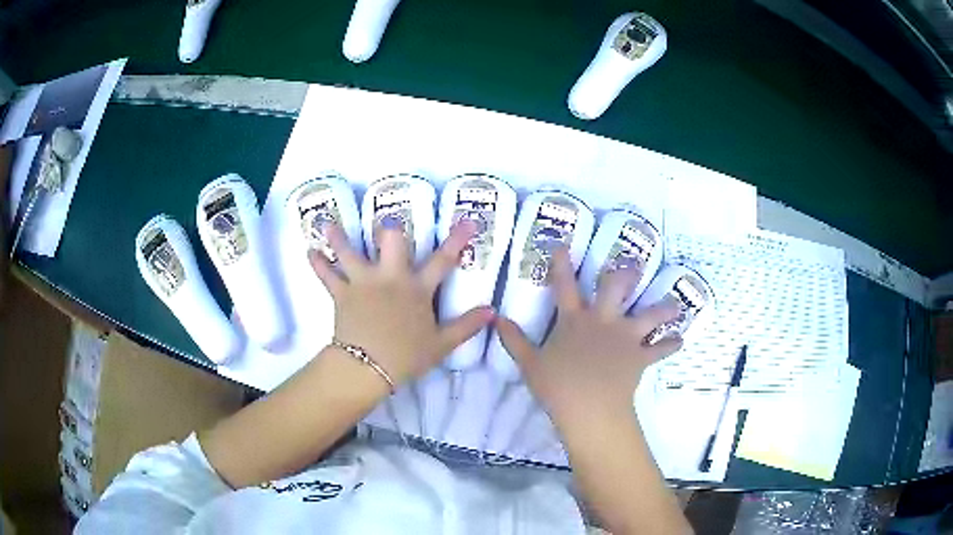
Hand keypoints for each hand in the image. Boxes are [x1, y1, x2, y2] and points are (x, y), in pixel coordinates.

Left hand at [309, 220, 494, 387]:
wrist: (368, 367)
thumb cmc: (406, 356)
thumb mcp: (442, 344)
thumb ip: (467, 325)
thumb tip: (492, 311)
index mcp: (417, 288)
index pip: (443, 260)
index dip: (458, 240)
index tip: (469, 221)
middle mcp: (390, 277)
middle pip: (391, 240)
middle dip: (391, 227)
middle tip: (388, 222)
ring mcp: (363, 282)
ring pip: (349, 251)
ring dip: (339, 237)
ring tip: (329, 224)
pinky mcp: (342, 293)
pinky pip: (327, 275)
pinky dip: (317, 263)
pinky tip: (310, 251)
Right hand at [496, 248, 682, 424]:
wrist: (589, 406)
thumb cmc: (557, 385)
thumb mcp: (529, 364)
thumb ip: (514, 340)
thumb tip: (496, 319)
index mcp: (574, 320)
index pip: (564, 286)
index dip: (562, 265)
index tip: (563, 246)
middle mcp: (603, 321)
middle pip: (615, 290)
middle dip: (624, 274)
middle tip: (633, 265)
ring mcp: (625, 337)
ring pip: (649, 315)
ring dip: (663, 308)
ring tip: (675, 304)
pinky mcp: (640, 356)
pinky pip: (659, 350)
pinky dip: (670, 345)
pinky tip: (680, 341)